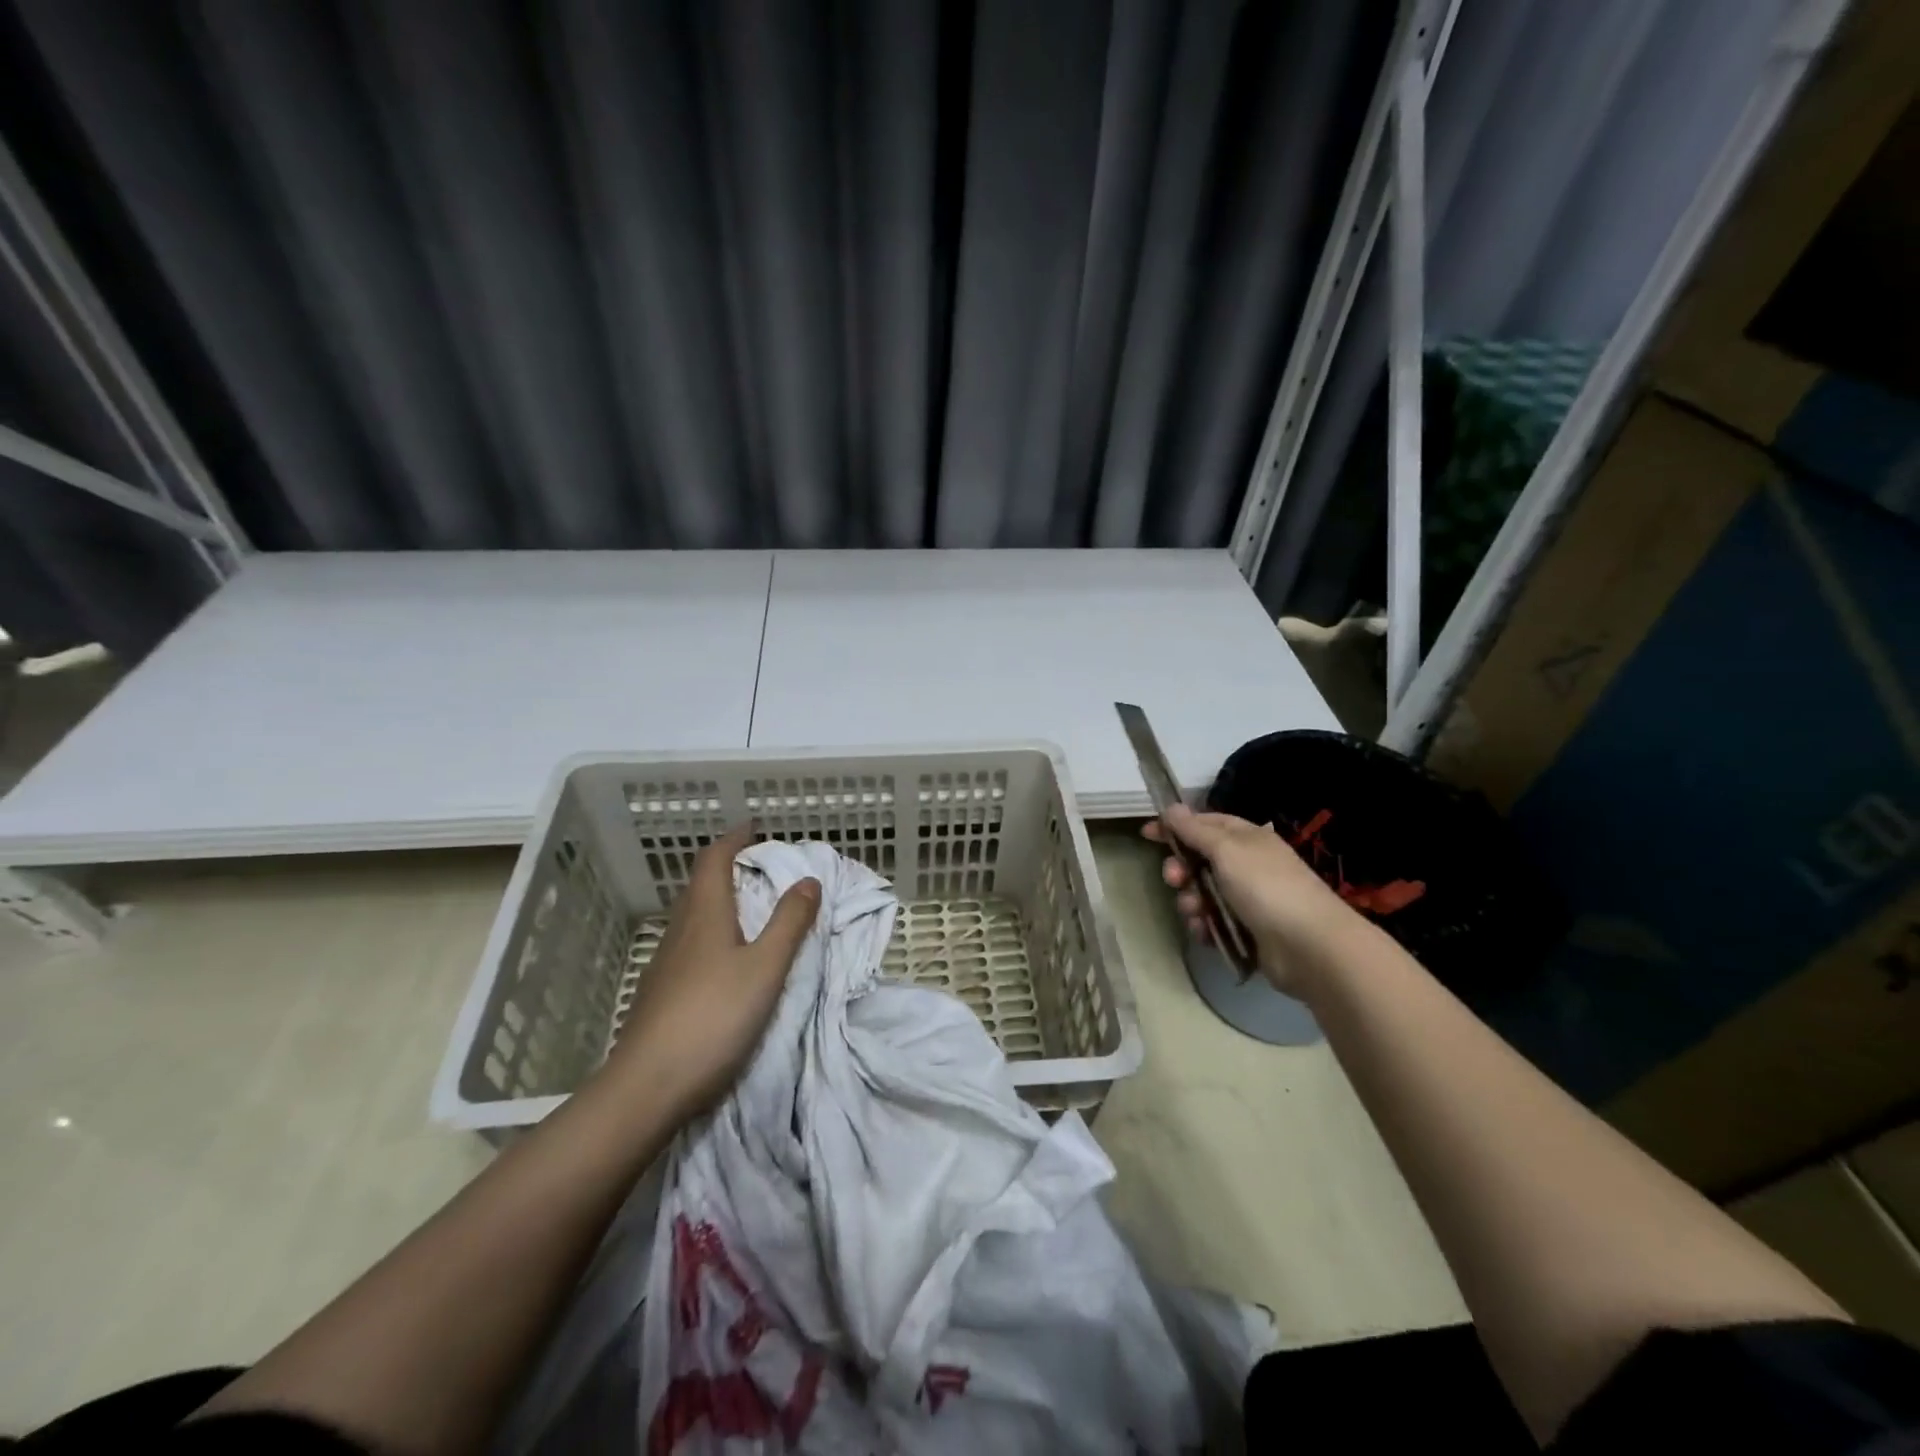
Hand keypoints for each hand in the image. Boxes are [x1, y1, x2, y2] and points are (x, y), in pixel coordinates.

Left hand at [608, 825, 819, 1118]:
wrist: (647, 1086)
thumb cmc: (714, 1017)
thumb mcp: (765, 968)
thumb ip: (790, 923)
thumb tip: (808, 879)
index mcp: (705, 915)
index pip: (714, 860)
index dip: (734, 840)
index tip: (754, 828)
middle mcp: (681, 931)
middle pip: (700, 884)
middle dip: (727, 866)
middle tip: (759, 866)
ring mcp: (665, 963)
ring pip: (692, 915)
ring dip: (718, 899)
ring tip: (748, 907)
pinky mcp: (659, 992)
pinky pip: (688, 943)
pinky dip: (710, 931)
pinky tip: (723, 957)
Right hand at [1143, 804, 1350, 993]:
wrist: (1310, 947)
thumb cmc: (1266, 887)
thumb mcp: (1226, 850)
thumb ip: (1195, 830)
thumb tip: (1171, 807)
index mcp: (1247, 838)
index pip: (1204, 823)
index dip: (1175, 826)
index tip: (1146, 834)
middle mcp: (1247, 865)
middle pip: (1200, 860)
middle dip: (1181, 869)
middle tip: (1174, 879)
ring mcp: (1249, 899)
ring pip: (1203, 893)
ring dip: (1191, 902)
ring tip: (1196, 913)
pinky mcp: (1248, 930)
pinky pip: (1214, 922)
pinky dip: (1205, 926)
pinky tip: (1205, 933)